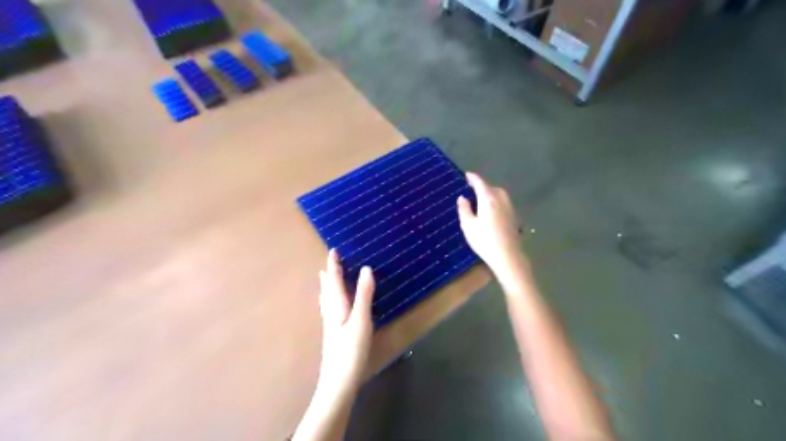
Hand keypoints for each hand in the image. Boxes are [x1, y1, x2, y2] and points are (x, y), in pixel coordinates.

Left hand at [315, 251, 374, 393]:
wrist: (338, 382)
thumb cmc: (350, 350)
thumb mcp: (361, 320)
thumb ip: (364, 295)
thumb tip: (366, 269)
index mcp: (337, 306)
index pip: (334, 280)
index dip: (334, 265)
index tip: (333, 250)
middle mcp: (331, 312)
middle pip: (328, 288)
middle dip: (329, 274)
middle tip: (330, 262)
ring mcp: (331, 324)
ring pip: (328, 299)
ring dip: (328, 285)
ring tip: (326, 278)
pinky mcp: (334, 334)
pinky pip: (331, 308)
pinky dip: (331, 298)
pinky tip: (332, 306)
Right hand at [454, 170, 526, 276]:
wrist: (508, 257)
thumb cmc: (484, 240)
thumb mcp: (468, 225)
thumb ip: (464, 209)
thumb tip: (462, 197)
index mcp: (488, 199)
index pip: (480, 183)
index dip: (473, 178)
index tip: (467, 175)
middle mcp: (501, 200)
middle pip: (492, 188)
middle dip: (483, 186)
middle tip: (473, 188)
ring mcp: (509, 209)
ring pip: (500, 195)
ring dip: (491, 193)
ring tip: (481, 198)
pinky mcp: (513, 218)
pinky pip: (503, 203)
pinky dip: (496, 201)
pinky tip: (492, 210)